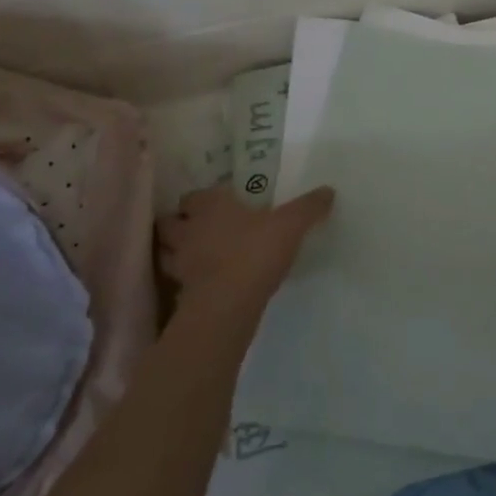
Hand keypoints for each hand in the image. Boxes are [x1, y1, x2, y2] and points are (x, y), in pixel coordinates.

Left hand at [157, 184, 334, 323]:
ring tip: (196, 255)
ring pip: (167, 251)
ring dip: (176, 251)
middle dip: (180, 223)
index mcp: (210, 207)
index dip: (202, 199)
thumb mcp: (292, 224)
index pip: (194, 196)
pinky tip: (202, 284)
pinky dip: (185, 281)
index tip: (218, 203)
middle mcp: (189, 231)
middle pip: (170, 222)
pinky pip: (177, 282)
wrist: (229, 304)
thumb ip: (309, 207)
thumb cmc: (256, 251)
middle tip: (199, 227)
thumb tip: (328, 191)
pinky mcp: (180, 294)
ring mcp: (180, 264)